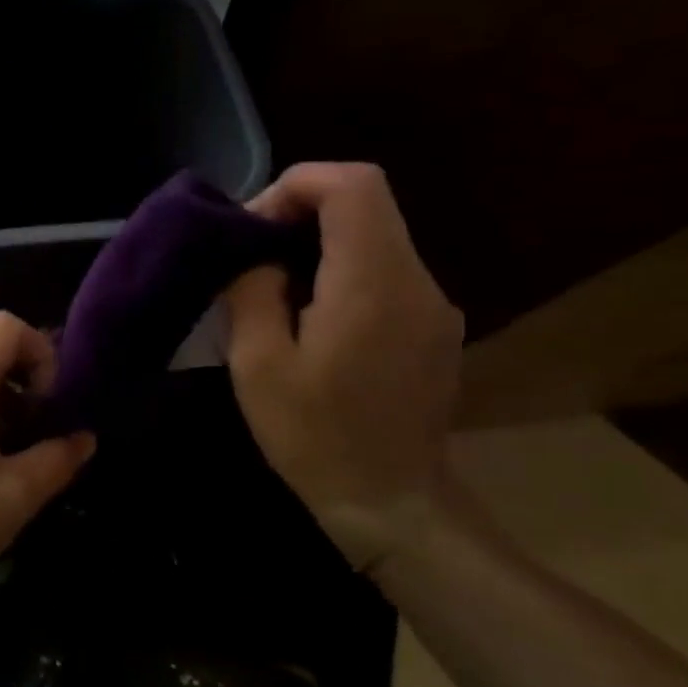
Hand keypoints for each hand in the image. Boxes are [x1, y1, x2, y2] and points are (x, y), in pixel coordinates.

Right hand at [222, 163, 463, 572]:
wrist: (391, 503)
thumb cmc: (315, 436)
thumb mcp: (259, 365)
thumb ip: (253, 292)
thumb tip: (255, 256)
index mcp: (372, 285)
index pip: (352, 185)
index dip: (298, 184)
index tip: (254, 224)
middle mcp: (416, 282)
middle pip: (367, 202)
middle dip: (302, 209)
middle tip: (253, 252)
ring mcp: (433, 304)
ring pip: (376, 234)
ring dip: (320, 241)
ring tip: (273, 283)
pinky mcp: (434, 326)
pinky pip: (386, 270)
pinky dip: (342, 268)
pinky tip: (310, 315)